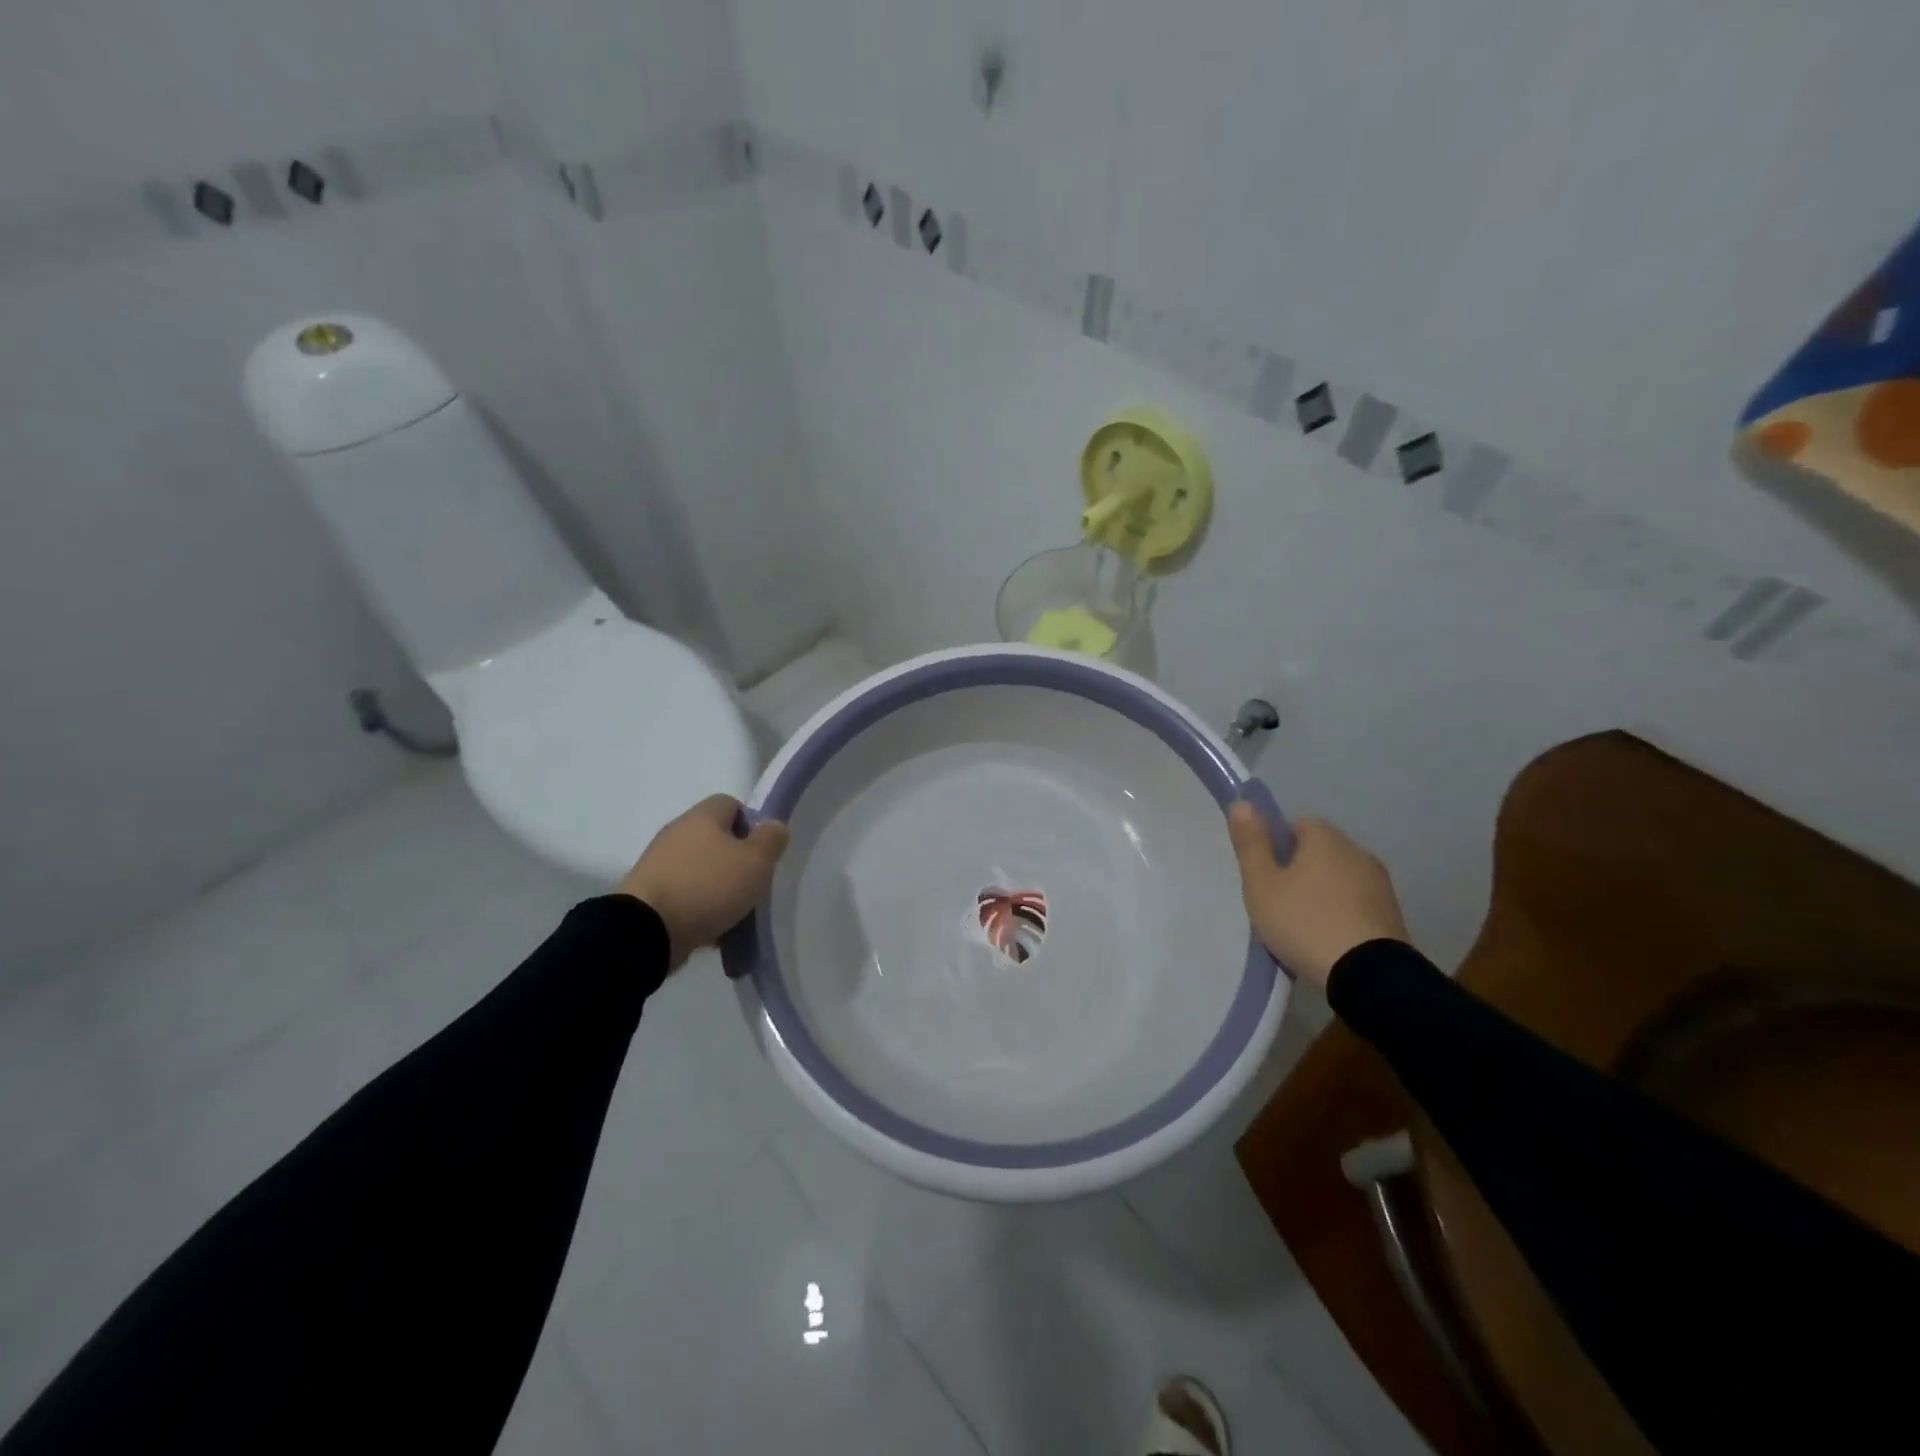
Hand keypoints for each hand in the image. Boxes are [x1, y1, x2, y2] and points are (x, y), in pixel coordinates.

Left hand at [619, 795, 789, 968]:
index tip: (763, 852)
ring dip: (718, 887)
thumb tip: (773, 826)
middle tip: (752, 884)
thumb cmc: (708, 886)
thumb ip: (771, 839)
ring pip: (700, 869)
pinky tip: (711, 929)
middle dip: (736, 860)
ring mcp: (658, 863)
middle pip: (716, 839)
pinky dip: (698, 908)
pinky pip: (684, 894)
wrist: (646, 930)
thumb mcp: (756, 861)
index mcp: (702, 816)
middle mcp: (677, 832)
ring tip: (734, 913)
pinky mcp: (647, 893)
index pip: (732, 804)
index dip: (752, 824)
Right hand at [1227, 805, 1408, 988]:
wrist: (1370, 976)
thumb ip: (1251, 844)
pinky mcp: (1393, 914)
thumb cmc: (1305, 922)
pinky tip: (1329, 938)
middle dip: (1300, 869)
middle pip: (1321, 850)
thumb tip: (1242, 803)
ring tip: (1303, 924)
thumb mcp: (1262, 884)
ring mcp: (1380, 884)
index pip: (1298, 823)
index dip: (1278, 844)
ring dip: (1323, 892)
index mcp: (1326, 838)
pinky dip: (1342, 913)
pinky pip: (1358, 903)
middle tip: (1278, 900)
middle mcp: (1358, 852)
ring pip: (1340, 877)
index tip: (1265, 873)